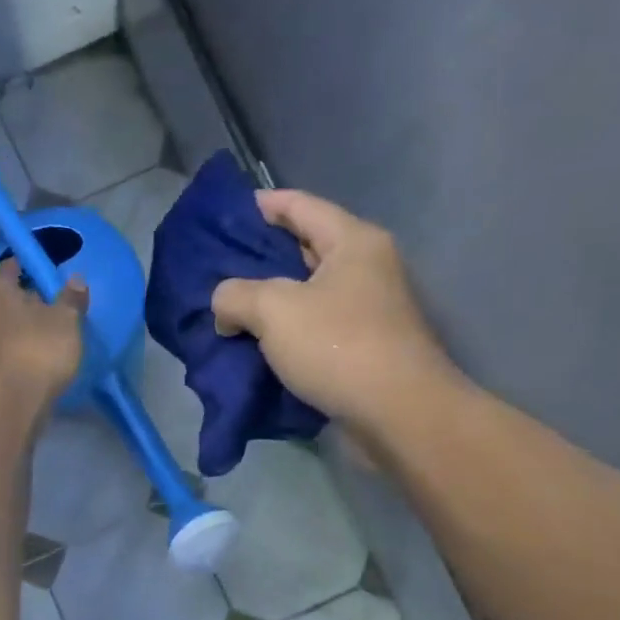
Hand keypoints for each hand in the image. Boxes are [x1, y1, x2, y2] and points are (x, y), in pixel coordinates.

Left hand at [0, 264, 87, 413]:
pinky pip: (17, 345)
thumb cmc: (38, 349)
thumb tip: (75, 280)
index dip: (35, 264)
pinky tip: (52, 352)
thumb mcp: (66, 319)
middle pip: (13, 295)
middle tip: (65, 300)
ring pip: (15, 322)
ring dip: (35, 324)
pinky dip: (32, 345)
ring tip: (63, 329)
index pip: (14, 264)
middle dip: (37, 297)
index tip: (57, 269)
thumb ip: (71, 298)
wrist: (13, 403)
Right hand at [212, 190, 458, 430]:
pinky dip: (287, 332)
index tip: (230, 212)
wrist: (398, 413)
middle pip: (306, 248)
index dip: (264, 205)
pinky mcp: (365, 348)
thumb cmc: (338, 345)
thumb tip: (226, 307)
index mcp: (353, 242)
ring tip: (231, 309)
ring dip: (272, 300)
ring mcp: (369, 310)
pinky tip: (257, 344)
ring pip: (310, 293)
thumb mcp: (274, 310)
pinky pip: (316, 328)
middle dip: (263, 257)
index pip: (301, 206)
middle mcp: (367, 268)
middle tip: (221, 267)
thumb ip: (236, 295)